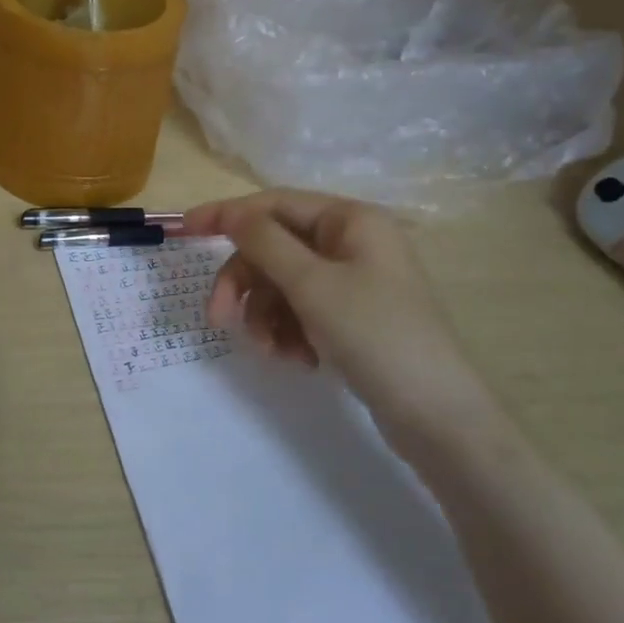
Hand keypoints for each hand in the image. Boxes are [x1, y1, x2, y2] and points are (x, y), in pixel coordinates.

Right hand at [183, 190, 497, 460]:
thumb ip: (265, 242)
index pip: (273, 204)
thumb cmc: (376, 336)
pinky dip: (289, 332)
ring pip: (282, 284)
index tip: (185, 230)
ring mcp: (352, 282)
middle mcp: (351, 243)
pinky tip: (299, 360)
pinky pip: (300, 311)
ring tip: (273, 351)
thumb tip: (232, 213)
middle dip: (246, 284)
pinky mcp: (350, 318)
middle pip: (274, 249)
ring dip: (266, 316)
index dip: (226, 215)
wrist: (439, 418)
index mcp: (350, 220)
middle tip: (219, 319)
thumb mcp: (312, 285)